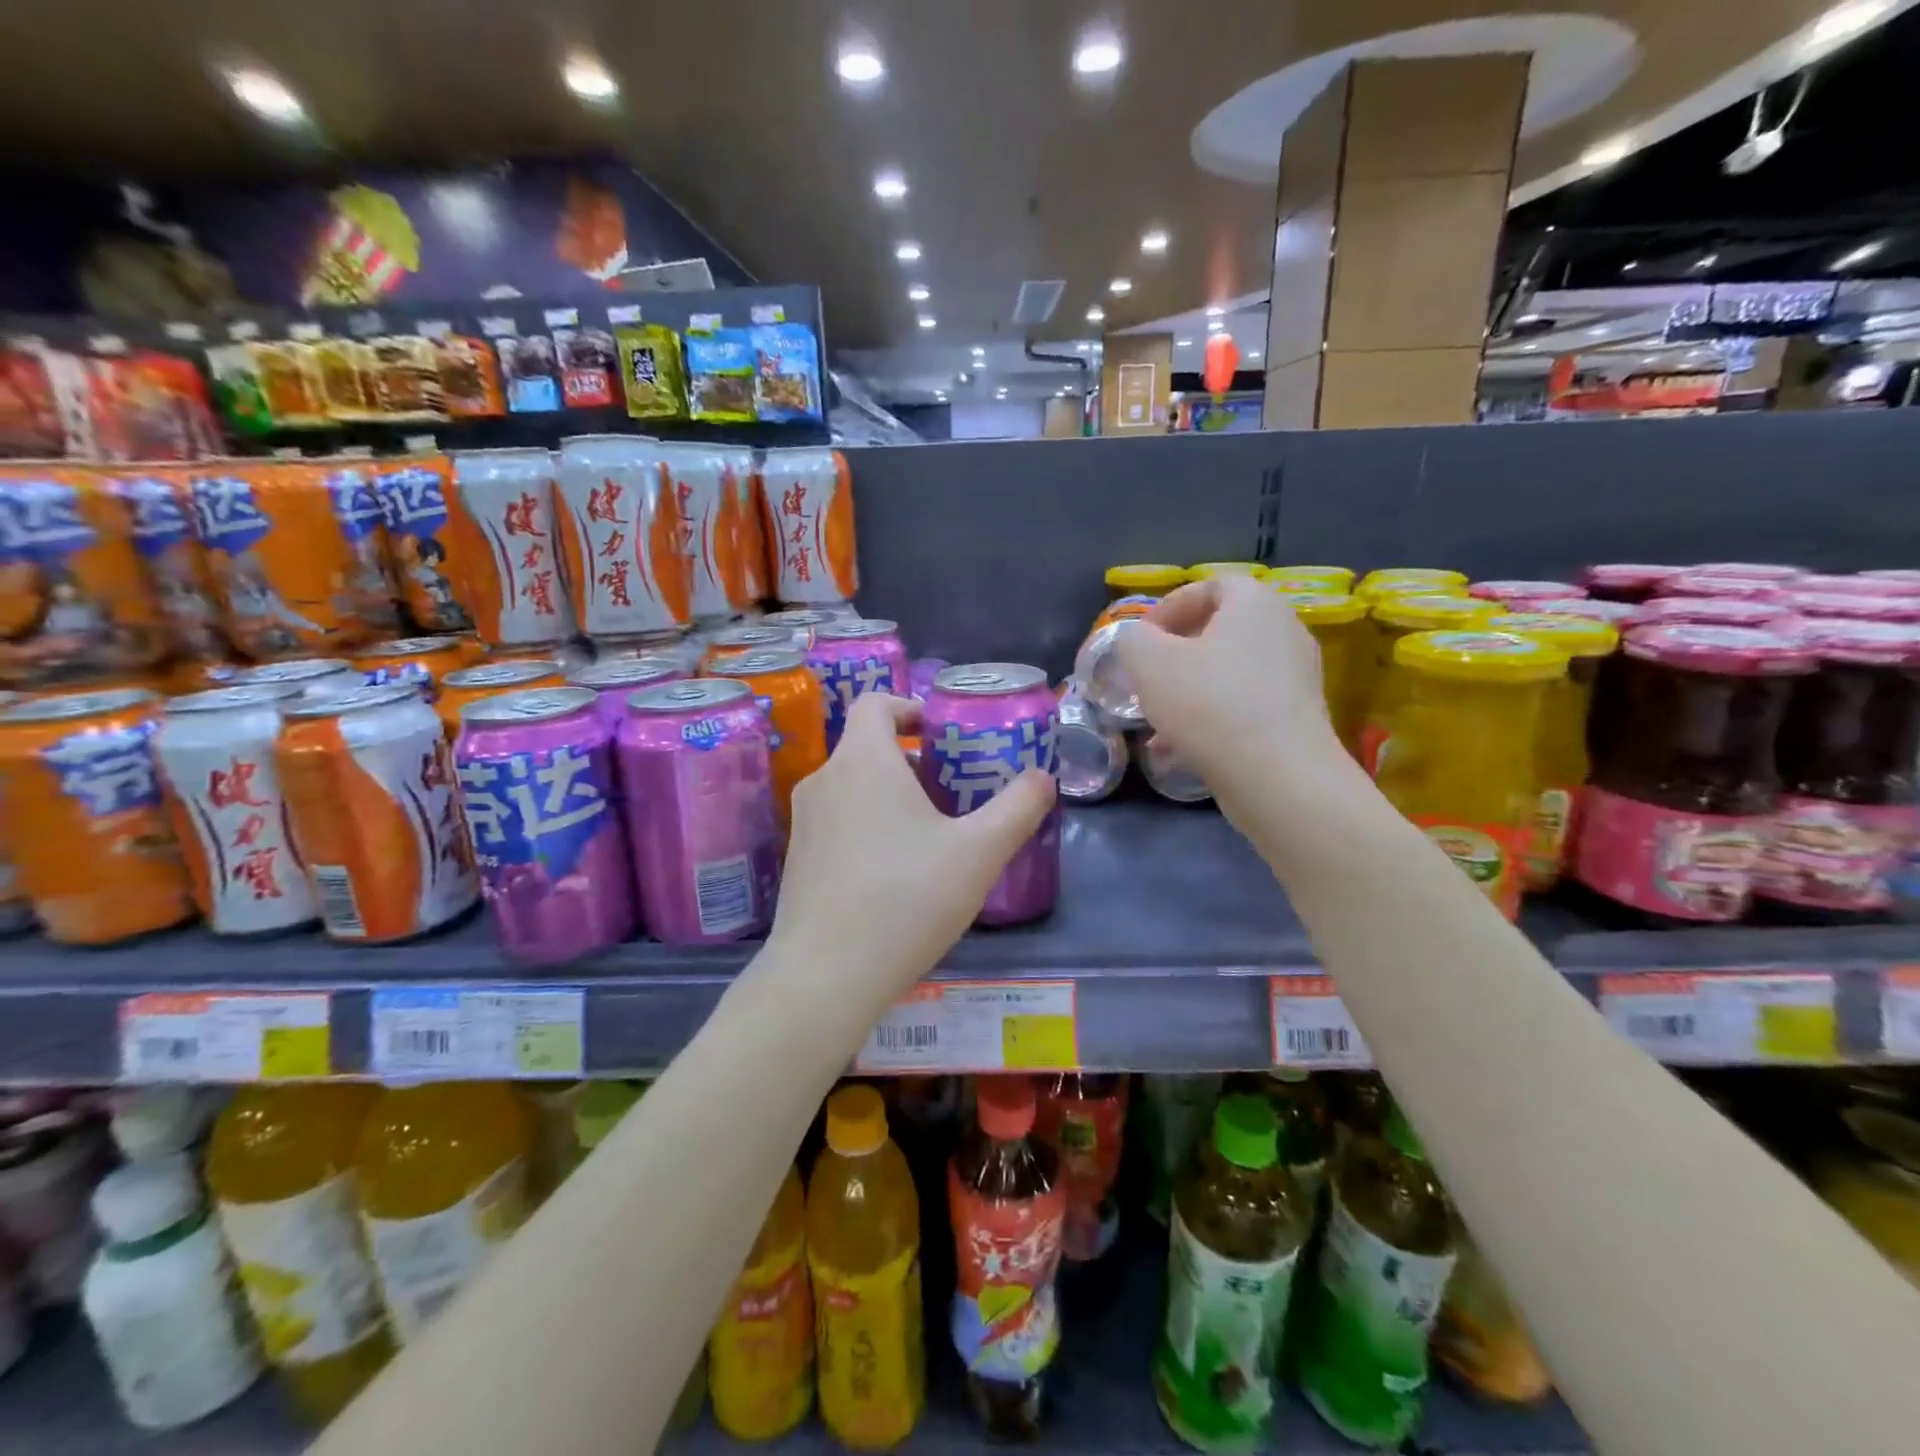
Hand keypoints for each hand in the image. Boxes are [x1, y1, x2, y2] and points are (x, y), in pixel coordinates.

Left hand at [768, 692, 1054, 1006]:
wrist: (825, 976)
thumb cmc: (905, 899)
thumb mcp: (979, 853)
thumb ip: (1018, 808)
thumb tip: (1042, 779)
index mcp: (862, 761)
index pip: (876, 703)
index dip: (911, 708)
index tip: (944, 737)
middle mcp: (824, 780)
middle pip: (868, 747)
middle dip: (913, 761)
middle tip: (955, 793)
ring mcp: (804, 821)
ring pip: (853, 787)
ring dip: (892, 795)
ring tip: (932, 836)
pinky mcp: (797, 859)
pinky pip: (838, 821)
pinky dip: (868, 826)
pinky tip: (897, 875)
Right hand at [1115, 575, 1345, 803]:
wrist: (1277, 775)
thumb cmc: (1208, 702)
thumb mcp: (1148, 662)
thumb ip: (1133, 640)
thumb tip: (1140, 642)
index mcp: (1255, 603)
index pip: (1208, 586)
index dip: (1167, 608)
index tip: (1140, 640)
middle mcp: (1284, 630)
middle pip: (1219, 631)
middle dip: (1176, 654)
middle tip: (1146, 678)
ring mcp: (1296, 676)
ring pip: (1229, 673)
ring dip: (1189, 690)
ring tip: (1157, 719)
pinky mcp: (1297, 718)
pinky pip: (1245, 705)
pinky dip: (1212, 718)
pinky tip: (1180, 748)